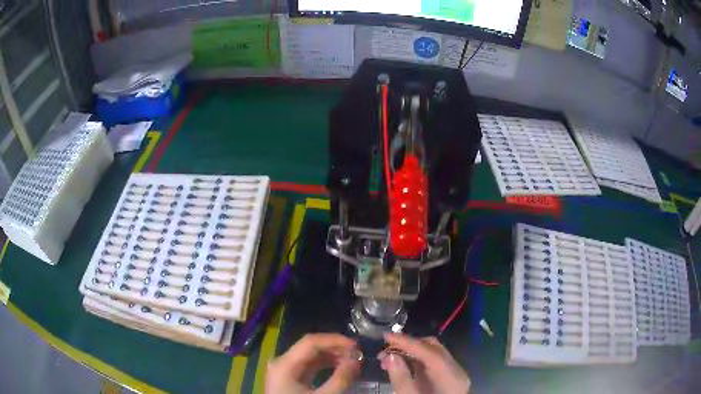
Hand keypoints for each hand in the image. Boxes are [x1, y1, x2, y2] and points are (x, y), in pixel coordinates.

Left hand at [265, 333, 361, 393]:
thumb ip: (340, 379)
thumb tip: (357, 360)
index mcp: (285, 364)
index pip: (311, 342)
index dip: (335, 340)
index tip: (357, 346)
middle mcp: (282, 362)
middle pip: (310, 347)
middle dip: (335, 348)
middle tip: (358, 354)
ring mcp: (285, 370)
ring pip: (310, 356)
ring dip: (331, 356)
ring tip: (352, 361)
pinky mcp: (290, 378)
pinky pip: (309, 366)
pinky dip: (325, 366)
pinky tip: (340, 369)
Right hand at [380, 333, 470, 393]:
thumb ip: (401, 379)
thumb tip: (390, 356)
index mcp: (451, 378)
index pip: (429, 353)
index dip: (407, 342)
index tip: (385, 336)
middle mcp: (456, 372)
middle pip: (434, 349)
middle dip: (409, 345)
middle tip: (385, 349)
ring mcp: (454, 375)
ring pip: (434, 354)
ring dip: (411, 352)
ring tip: (389, 357)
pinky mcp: (449, 379)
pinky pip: (433, 364)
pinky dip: (417, 361)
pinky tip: (402, 365)